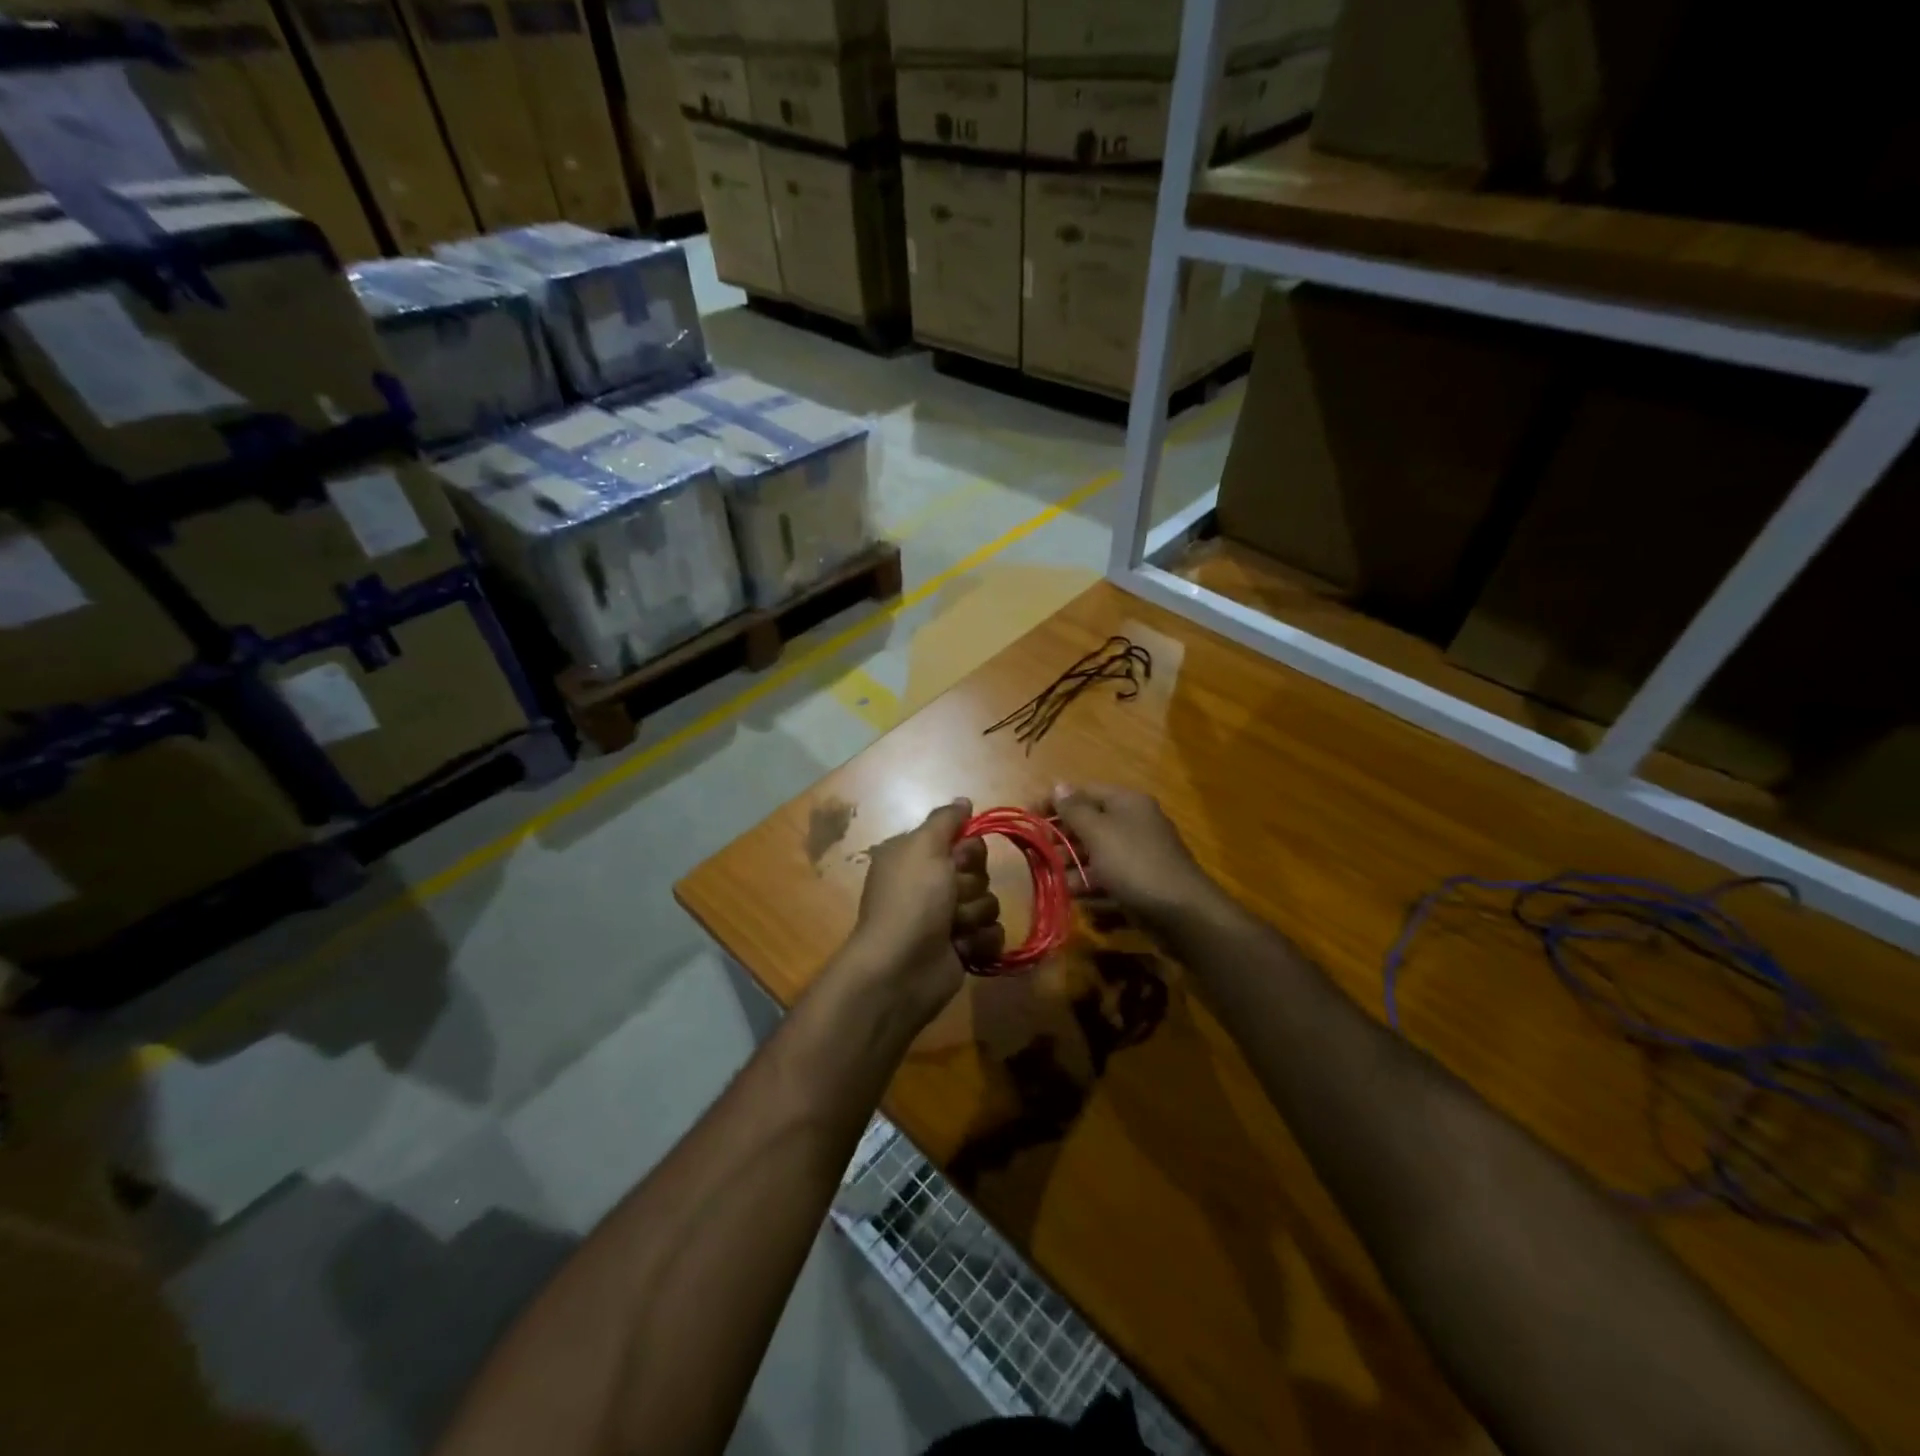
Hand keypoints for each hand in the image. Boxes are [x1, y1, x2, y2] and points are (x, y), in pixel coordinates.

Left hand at [845, 799, 1003, 1022]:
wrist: (901, 968)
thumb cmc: (911, 900)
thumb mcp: (922, 847)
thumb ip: (945, 820)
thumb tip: (964, 801)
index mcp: (917, 856)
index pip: (964, 840)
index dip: (967, 851)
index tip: (956, 860)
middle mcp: (931, 884)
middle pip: (979, 871)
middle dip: (969, 886)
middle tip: (950, 898)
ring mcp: (947, 918)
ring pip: (989, 903)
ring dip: (973, 916)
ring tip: (952, 929)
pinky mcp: (963, 948)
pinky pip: (993, 934)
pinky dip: (979, 942)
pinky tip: (961, 949)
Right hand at [1046, 783, 1223, 937]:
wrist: (1182, 913)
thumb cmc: (1134, 863)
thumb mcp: (1099, 832)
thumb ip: (1075, 810)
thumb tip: (1059, 785)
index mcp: (1127, 803)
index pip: (1084, 793)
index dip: (1054, 802)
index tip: (1028, 816)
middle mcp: (1135, 823)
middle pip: (1090, 824)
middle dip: (1061, 838)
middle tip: (1036, 852)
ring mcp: (1139, 855)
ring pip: (1097, 854)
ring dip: (1072, 865)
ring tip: (1050, 878)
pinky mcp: (1141, 883)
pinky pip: (1109, 878)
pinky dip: (1091, 885)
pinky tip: (1075, 898)